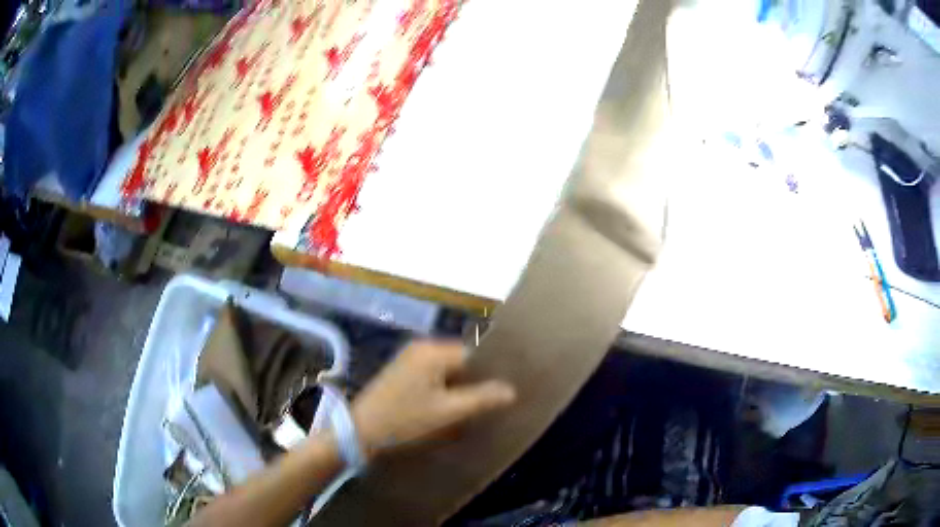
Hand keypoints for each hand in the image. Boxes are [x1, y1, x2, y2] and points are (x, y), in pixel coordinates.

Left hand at [350, 339, 515, 459]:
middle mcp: (421, 347)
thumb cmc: (404, 420)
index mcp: (432, 351)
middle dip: (475, 381)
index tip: (503, 393)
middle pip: (461, 361)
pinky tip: (449, 407)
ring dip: (460, 387)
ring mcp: (409, 358)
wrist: (360, 432)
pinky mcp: (402, 371)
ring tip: (472, 407)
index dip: (490, 373)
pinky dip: (445, 388)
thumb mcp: (447, 413)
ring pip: (448, 370)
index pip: (474, 355)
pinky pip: (434, 375)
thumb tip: (511, 390)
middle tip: (489, 403)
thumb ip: (481, 399)